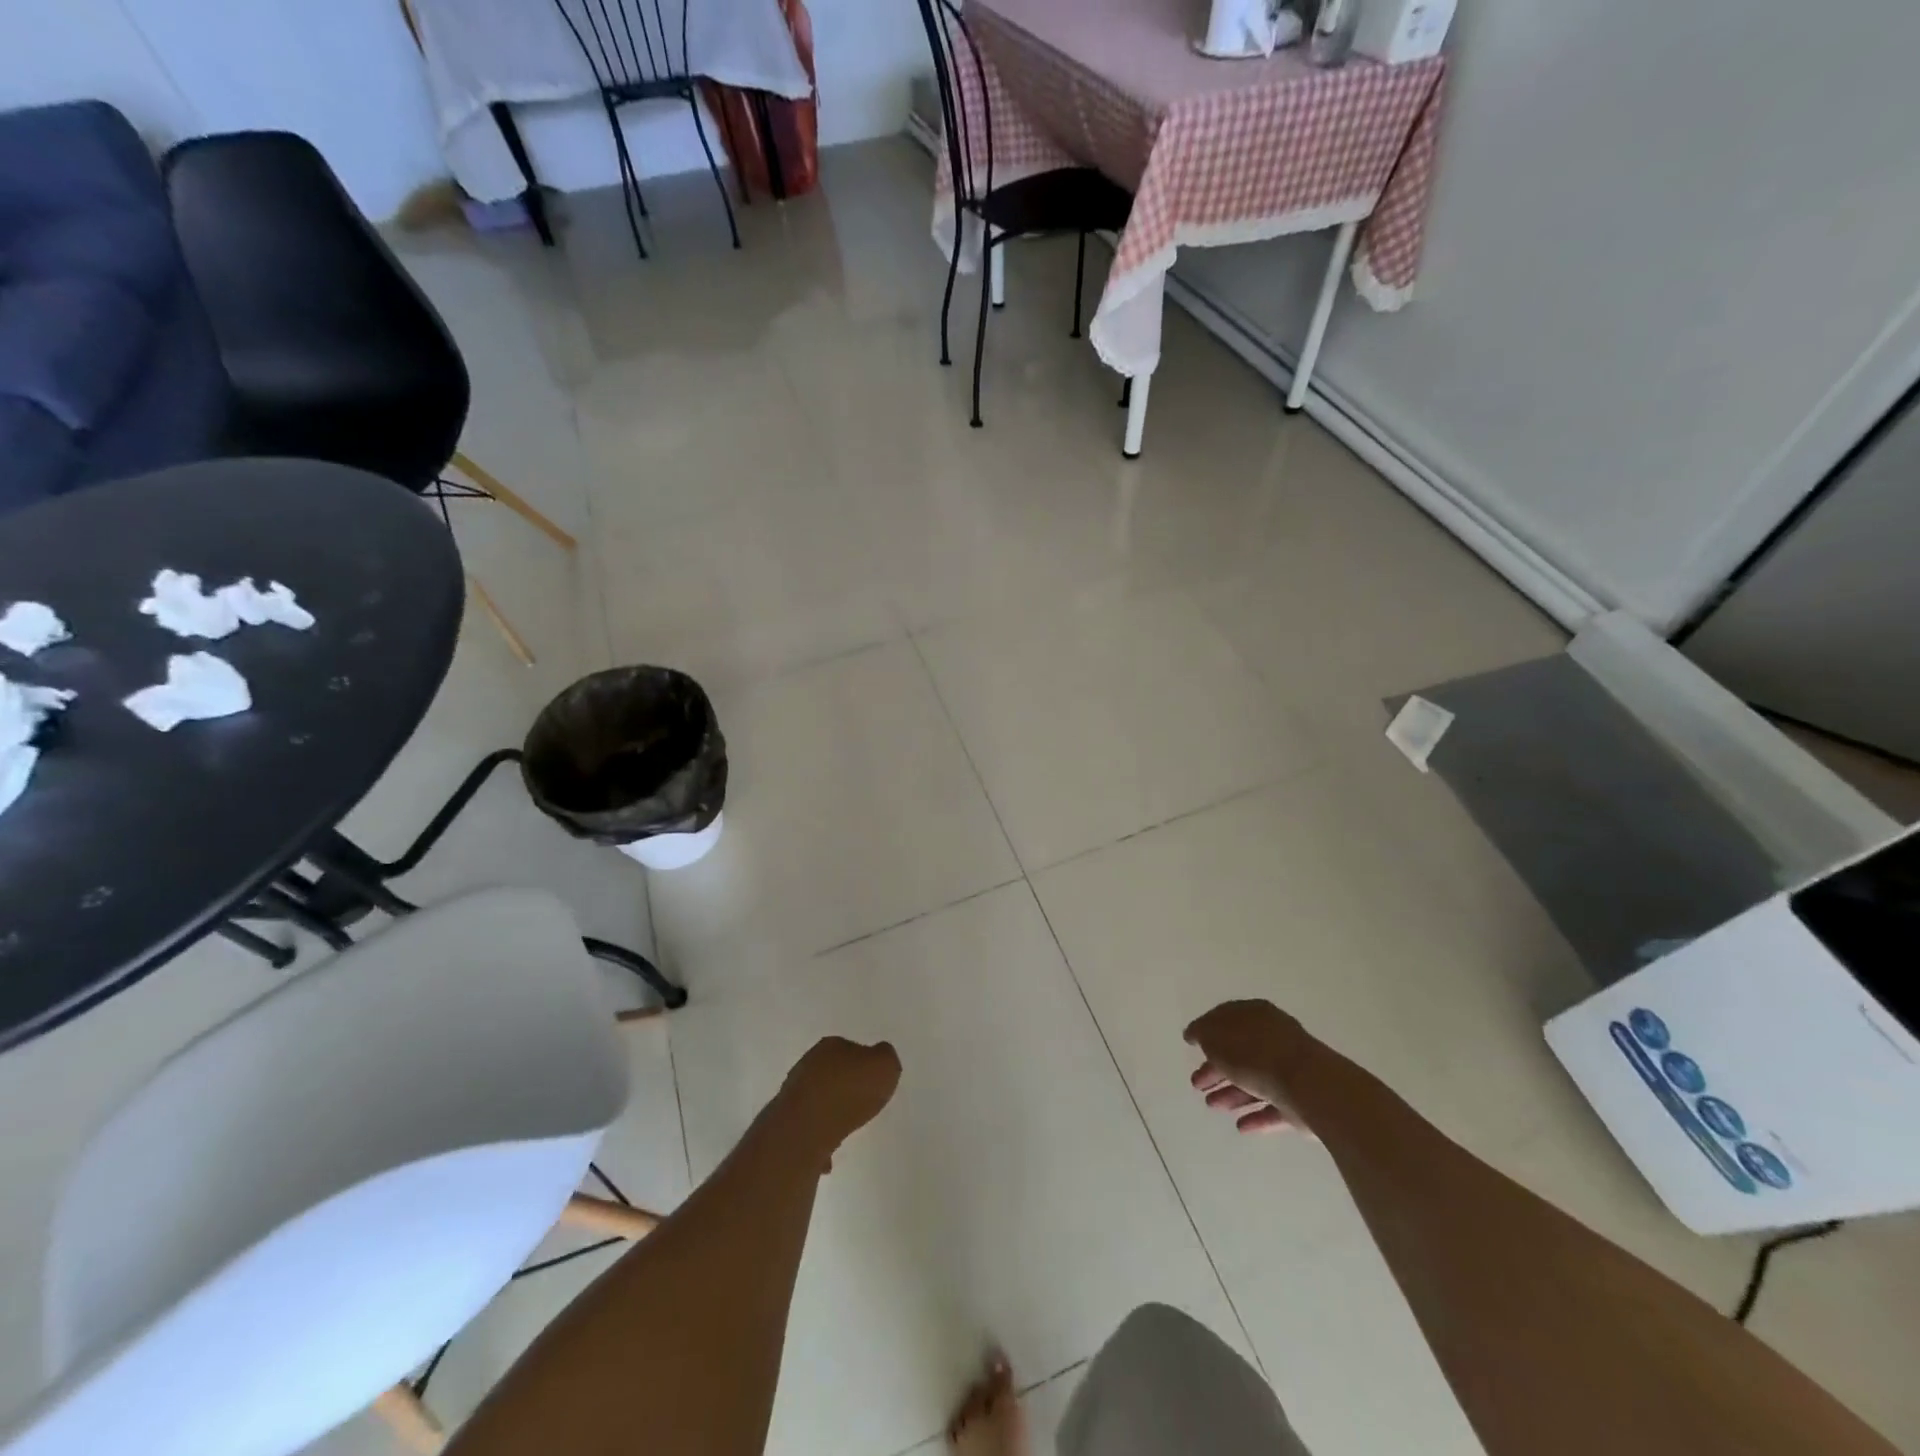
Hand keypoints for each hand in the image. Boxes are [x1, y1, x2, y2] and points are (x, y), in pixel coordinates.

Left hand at [778, 1036, 902, 1160]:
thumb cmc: (850, 1092)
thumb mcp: (885, 1066)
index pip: (850, 1048)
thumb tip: (879, 1057)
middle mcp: (808, 1064)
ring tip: (846, 1129)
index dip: (864, 1064)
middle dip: (845, 1087)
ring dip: (830, 1112)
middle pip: (831, 1073)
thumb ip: (886, 1058)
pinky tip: (829, 1154)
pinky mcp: (785, 1121)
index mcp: (831, 1046)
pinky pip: (808, 1128)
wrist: (806, 1130)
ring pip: (817, 1100)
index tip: (873, 1081)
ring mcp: (793, 1093)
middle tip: (862, 1104)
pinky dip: (818, 1138)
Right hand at [1185, 1000, 1313, 1135]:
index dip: (1206, 1031)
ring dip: (1232, 1093)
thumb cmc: (1255, 1053)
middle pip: (1240, 1053)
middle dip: (1216, 1069)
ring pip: (1255, 1080)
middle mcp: (1274, 1038)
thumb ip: (1203, 1033)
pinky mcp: (1302, 1101)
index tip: (1191, 1045)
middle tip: (1197, 1084)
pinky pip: (1274, 1107)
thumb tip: (1196, 1033)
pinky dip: (1256, 1115)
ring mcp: (1291, 1070)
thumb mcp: (1216, 1036)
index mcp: (1255, 1015)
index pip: (1227, 1019)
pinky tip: (1241, 1126)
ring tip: (1212, 1106)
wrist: (1307, 1084)